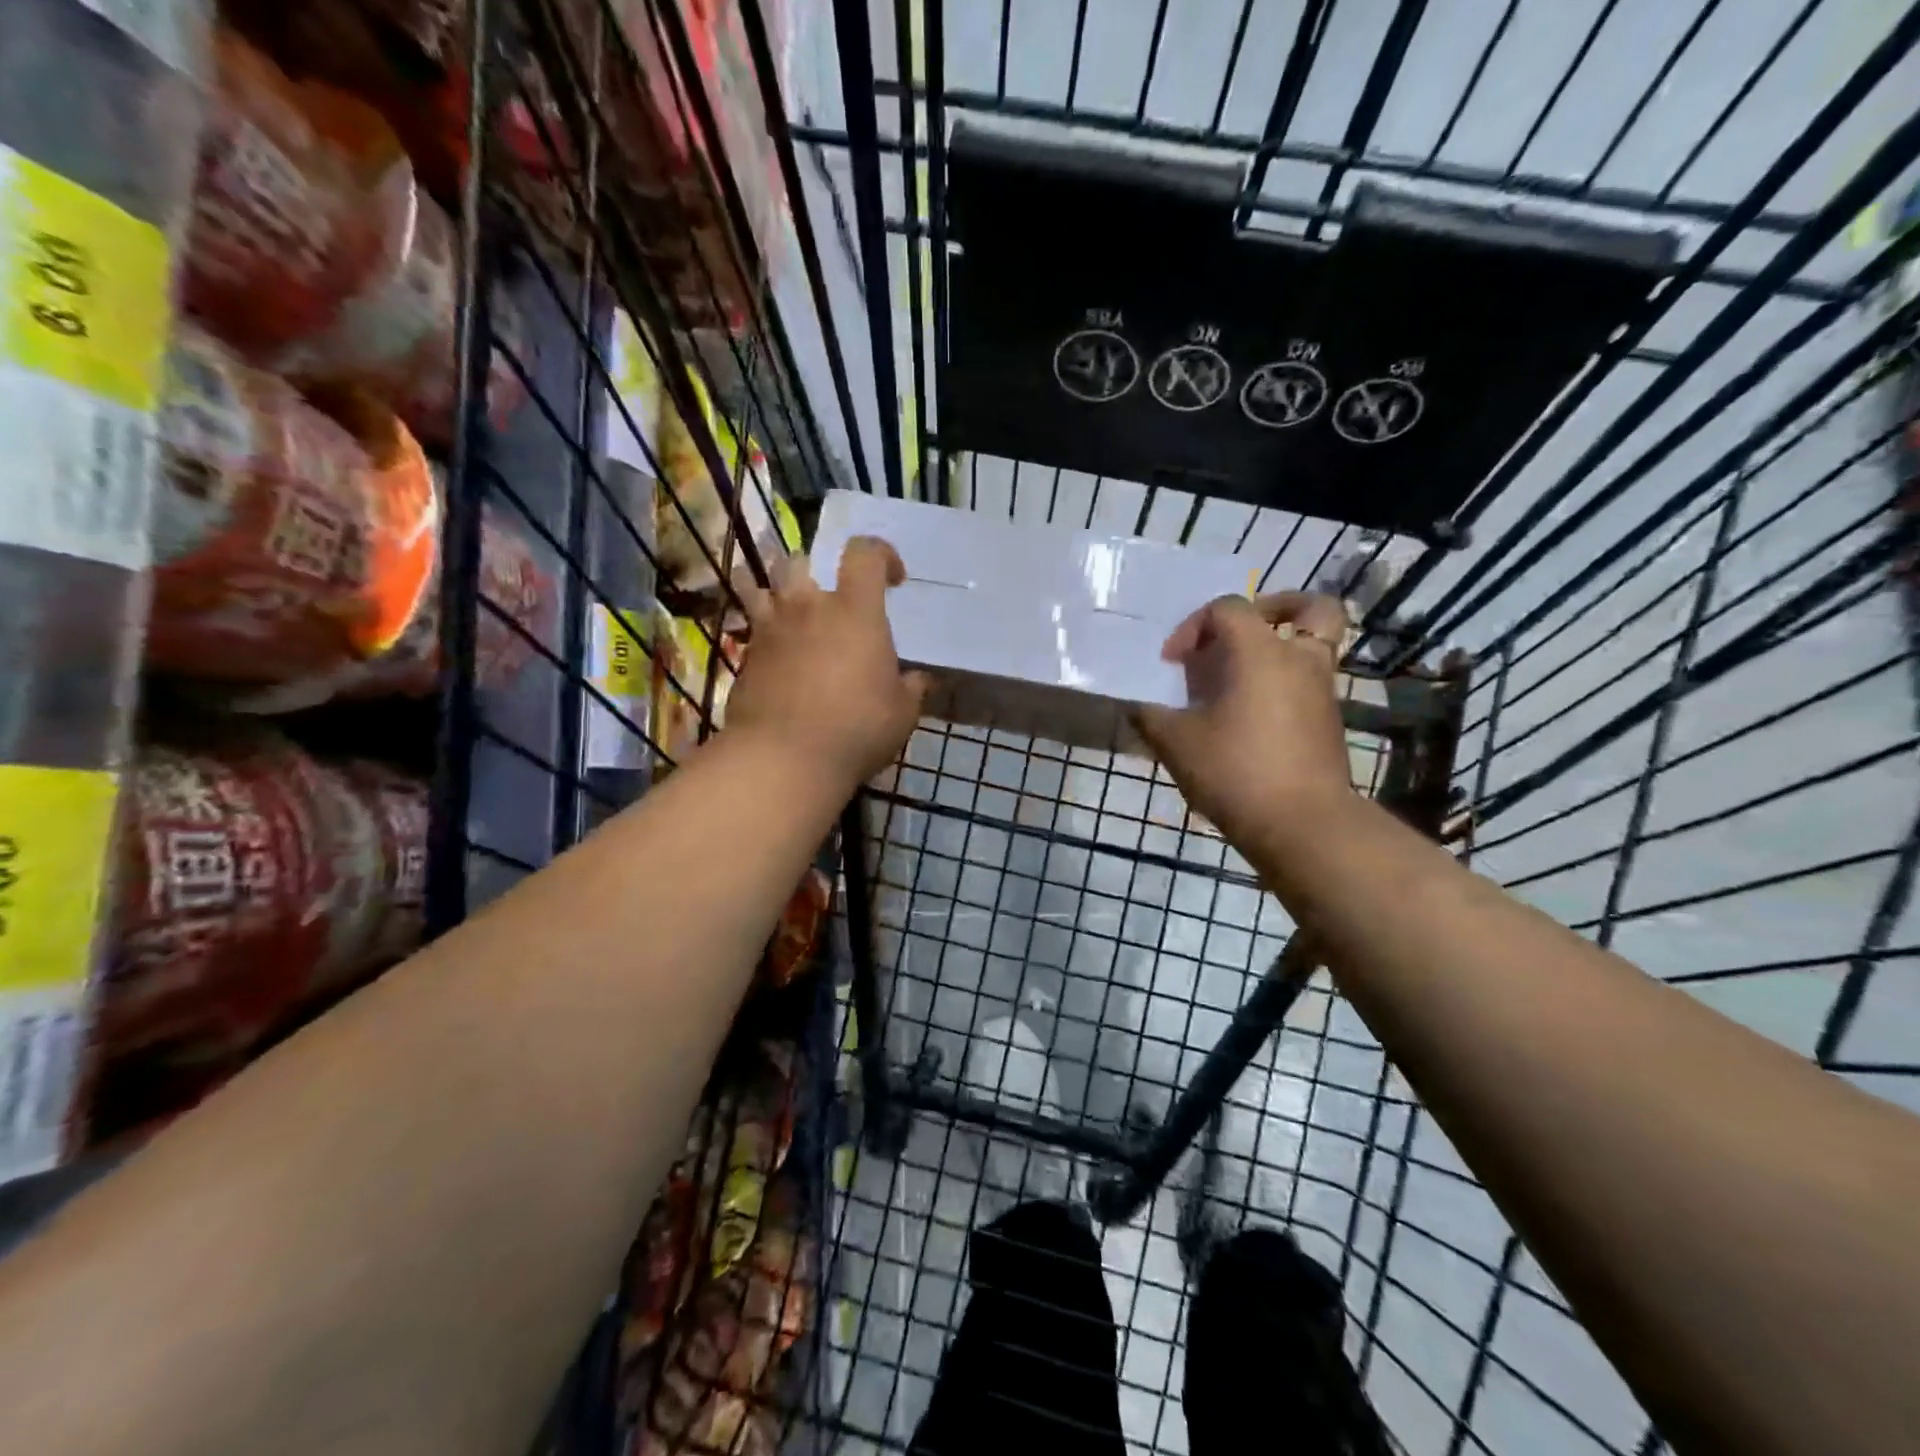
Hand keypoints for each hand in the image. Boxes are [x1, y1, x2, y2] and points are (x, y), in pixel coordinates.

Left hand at [726, 536, 928, 788]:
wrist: (785, 758)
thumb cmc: (856, 729)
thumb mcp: (902, 713)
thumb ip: (911, 689)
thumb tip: (918, 680)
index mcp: (855, 611)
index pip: (865, 553)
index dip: (882, 554)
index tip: (894, 580)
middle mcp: (808, 608)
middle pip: (800, 561)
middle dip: (814, 572)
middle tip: (828, 602)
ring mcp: (770, 630)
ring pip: (761, 586)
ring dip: (776, 593)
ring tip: (791, 616)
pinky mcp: (745, 657)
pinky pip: (752, 629)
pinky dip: (763, 634)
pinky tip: (777, 659)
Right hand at [1133, 592, 1353, 843]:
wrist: (1302, 825)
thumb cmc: (1235, 771)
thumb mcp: (1176, 743)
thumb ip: (1150, 716)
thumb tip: (1136, 706)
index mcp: (1260, 651)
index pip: (1227, 608)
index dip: (1192, 627)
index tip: (1173, 664)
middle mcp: (1299, 658)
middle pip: (1306, 608)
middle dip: (1271, 608)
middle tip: (1240, 634)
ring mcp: (1322, 689)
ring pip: (1314, 642)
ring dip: (1279, 646)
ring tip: (1242, 674)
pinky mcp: (1329, 720)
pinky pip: (1310, 677)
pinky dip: (1285, 679)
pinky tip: (1251, 711)